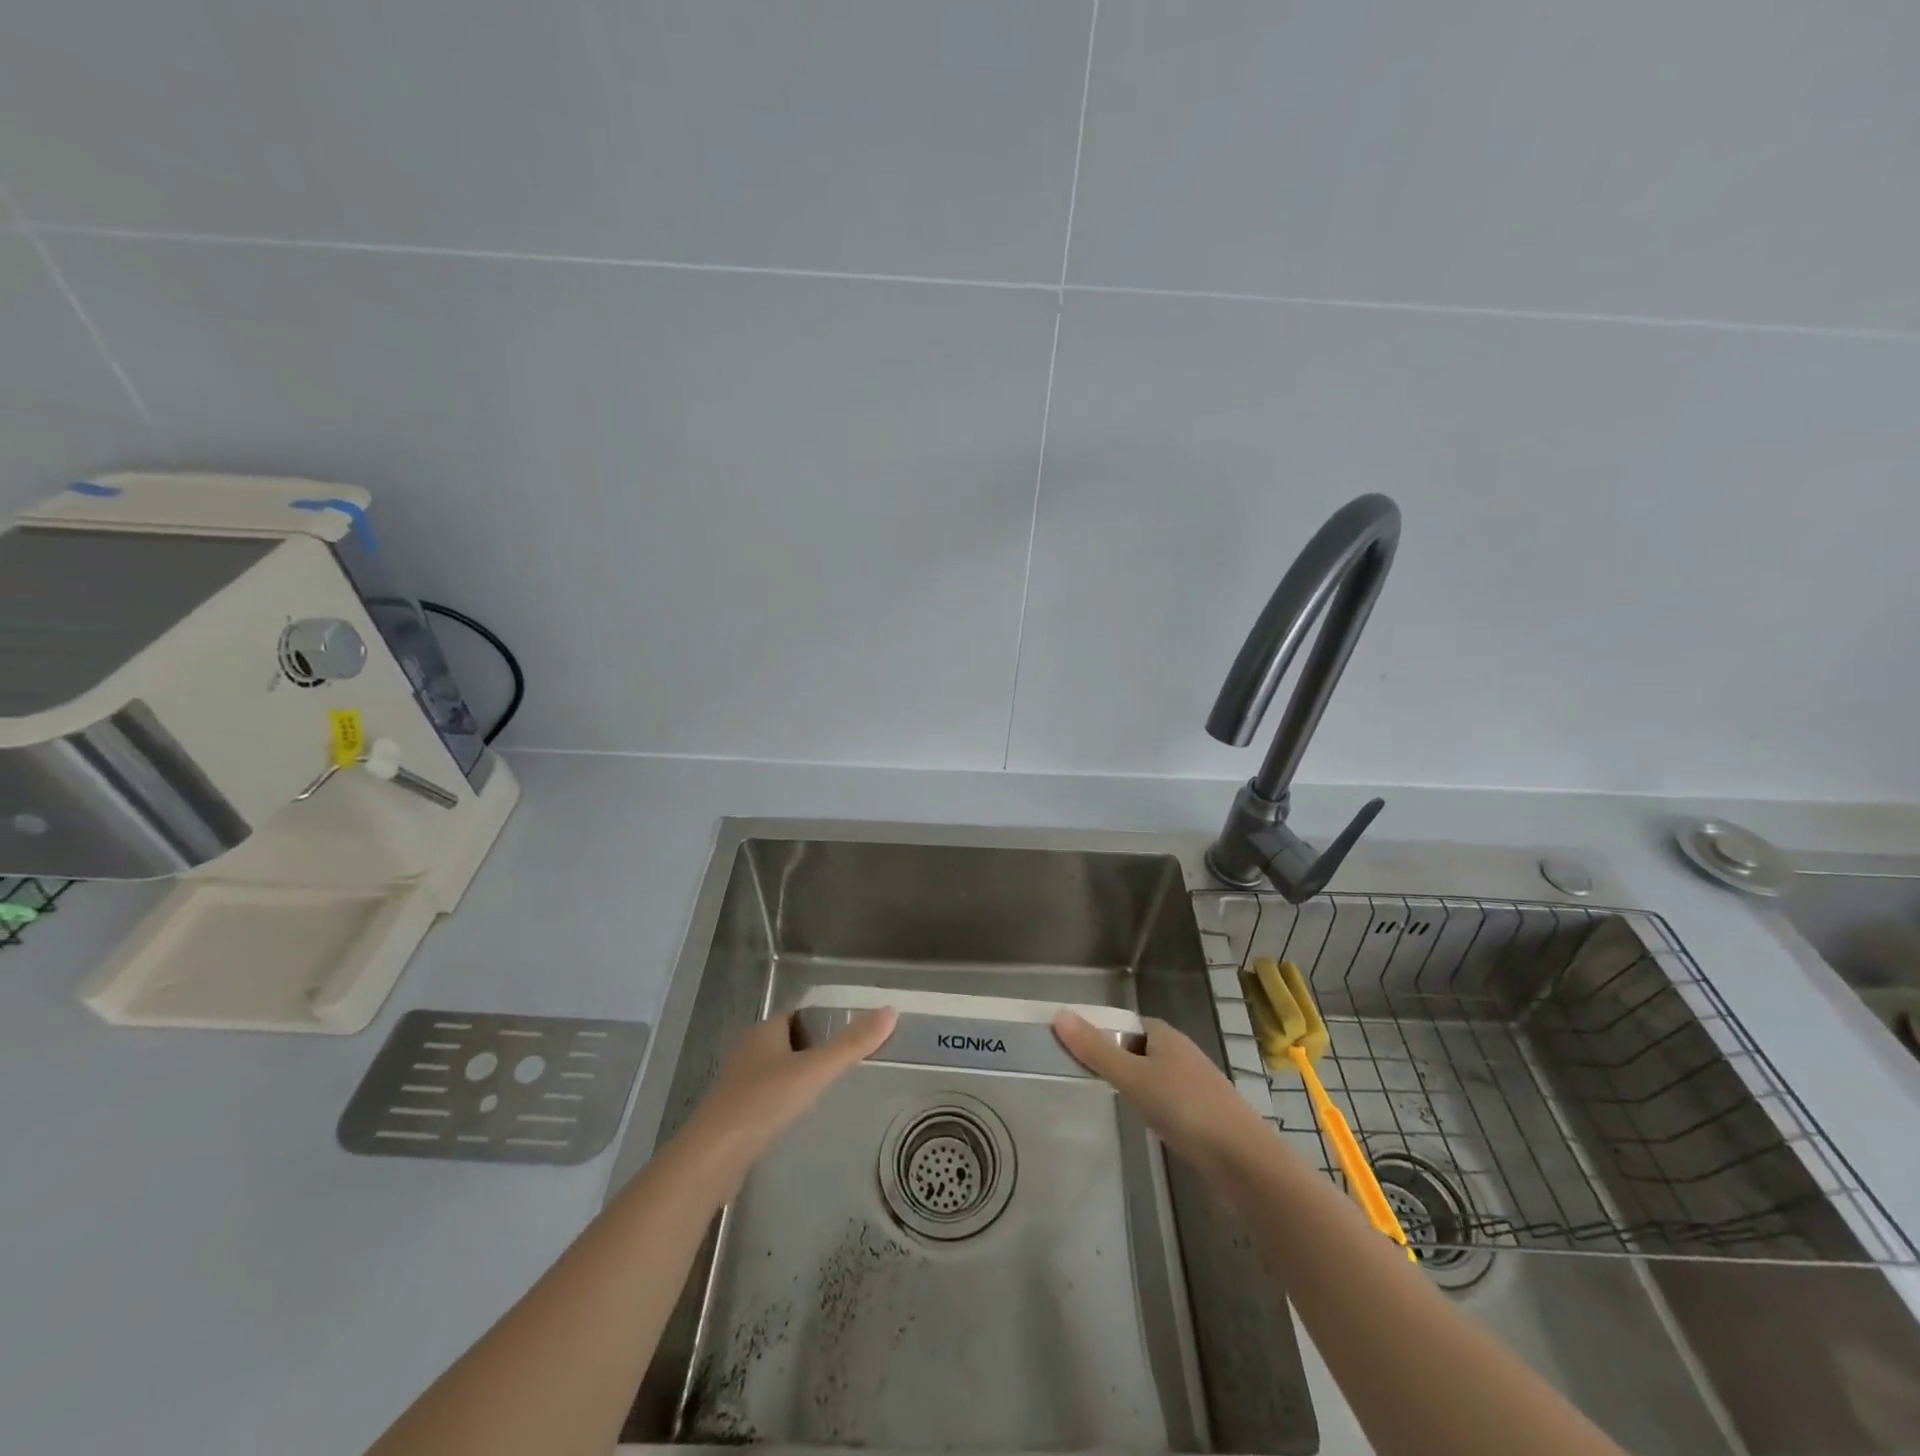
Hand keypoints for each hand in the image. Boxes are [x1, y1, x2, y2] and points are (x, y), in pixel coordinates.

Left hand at [675, 1007, 897, 1189]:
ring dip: (798, 1075)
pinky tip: (798, 1116)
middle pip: (788, 1040)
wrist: (711, 1159)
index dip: (823, 1019)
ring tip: (828, 1089)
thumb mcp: (815, 1071)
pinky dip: (783, 1099)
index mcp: (765, 1031)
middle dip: (813, 1048)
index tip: (851, 1031)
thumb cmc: (763, 1103)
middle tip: (846, 1061)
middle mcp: (749, 1050)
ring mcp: (738, 1083)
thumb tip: (891, 1011)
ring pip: (775, 1069)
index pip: (798, 1014)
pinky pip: (765, 1096)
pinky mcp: (733, 1114)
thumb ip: (852, 1044)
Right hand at [1053, 1010, 1269, 1176]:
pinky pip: (1167, 1097)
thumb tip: (1059, 1014)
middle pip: (1138, 1047)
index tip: (1075, 1050)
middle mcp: (1181, 1051)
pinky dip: (1151, 1103)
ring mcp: (1195, 1082)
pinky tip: (1145, 1121)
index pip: (1124, 1023)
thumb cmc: (1184, 1108)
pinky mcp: (1203, 1111)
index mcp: (1165, 1034)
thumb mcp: (1132, 1077)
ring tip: (1110, 1100)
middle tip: (1085, 1077)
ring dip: (1133, 1083)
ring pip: (1153, 1073)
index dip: (1100, 1032)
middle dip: (1114, 1058)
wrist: (1243, 1159)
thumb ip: (1095, 1050)